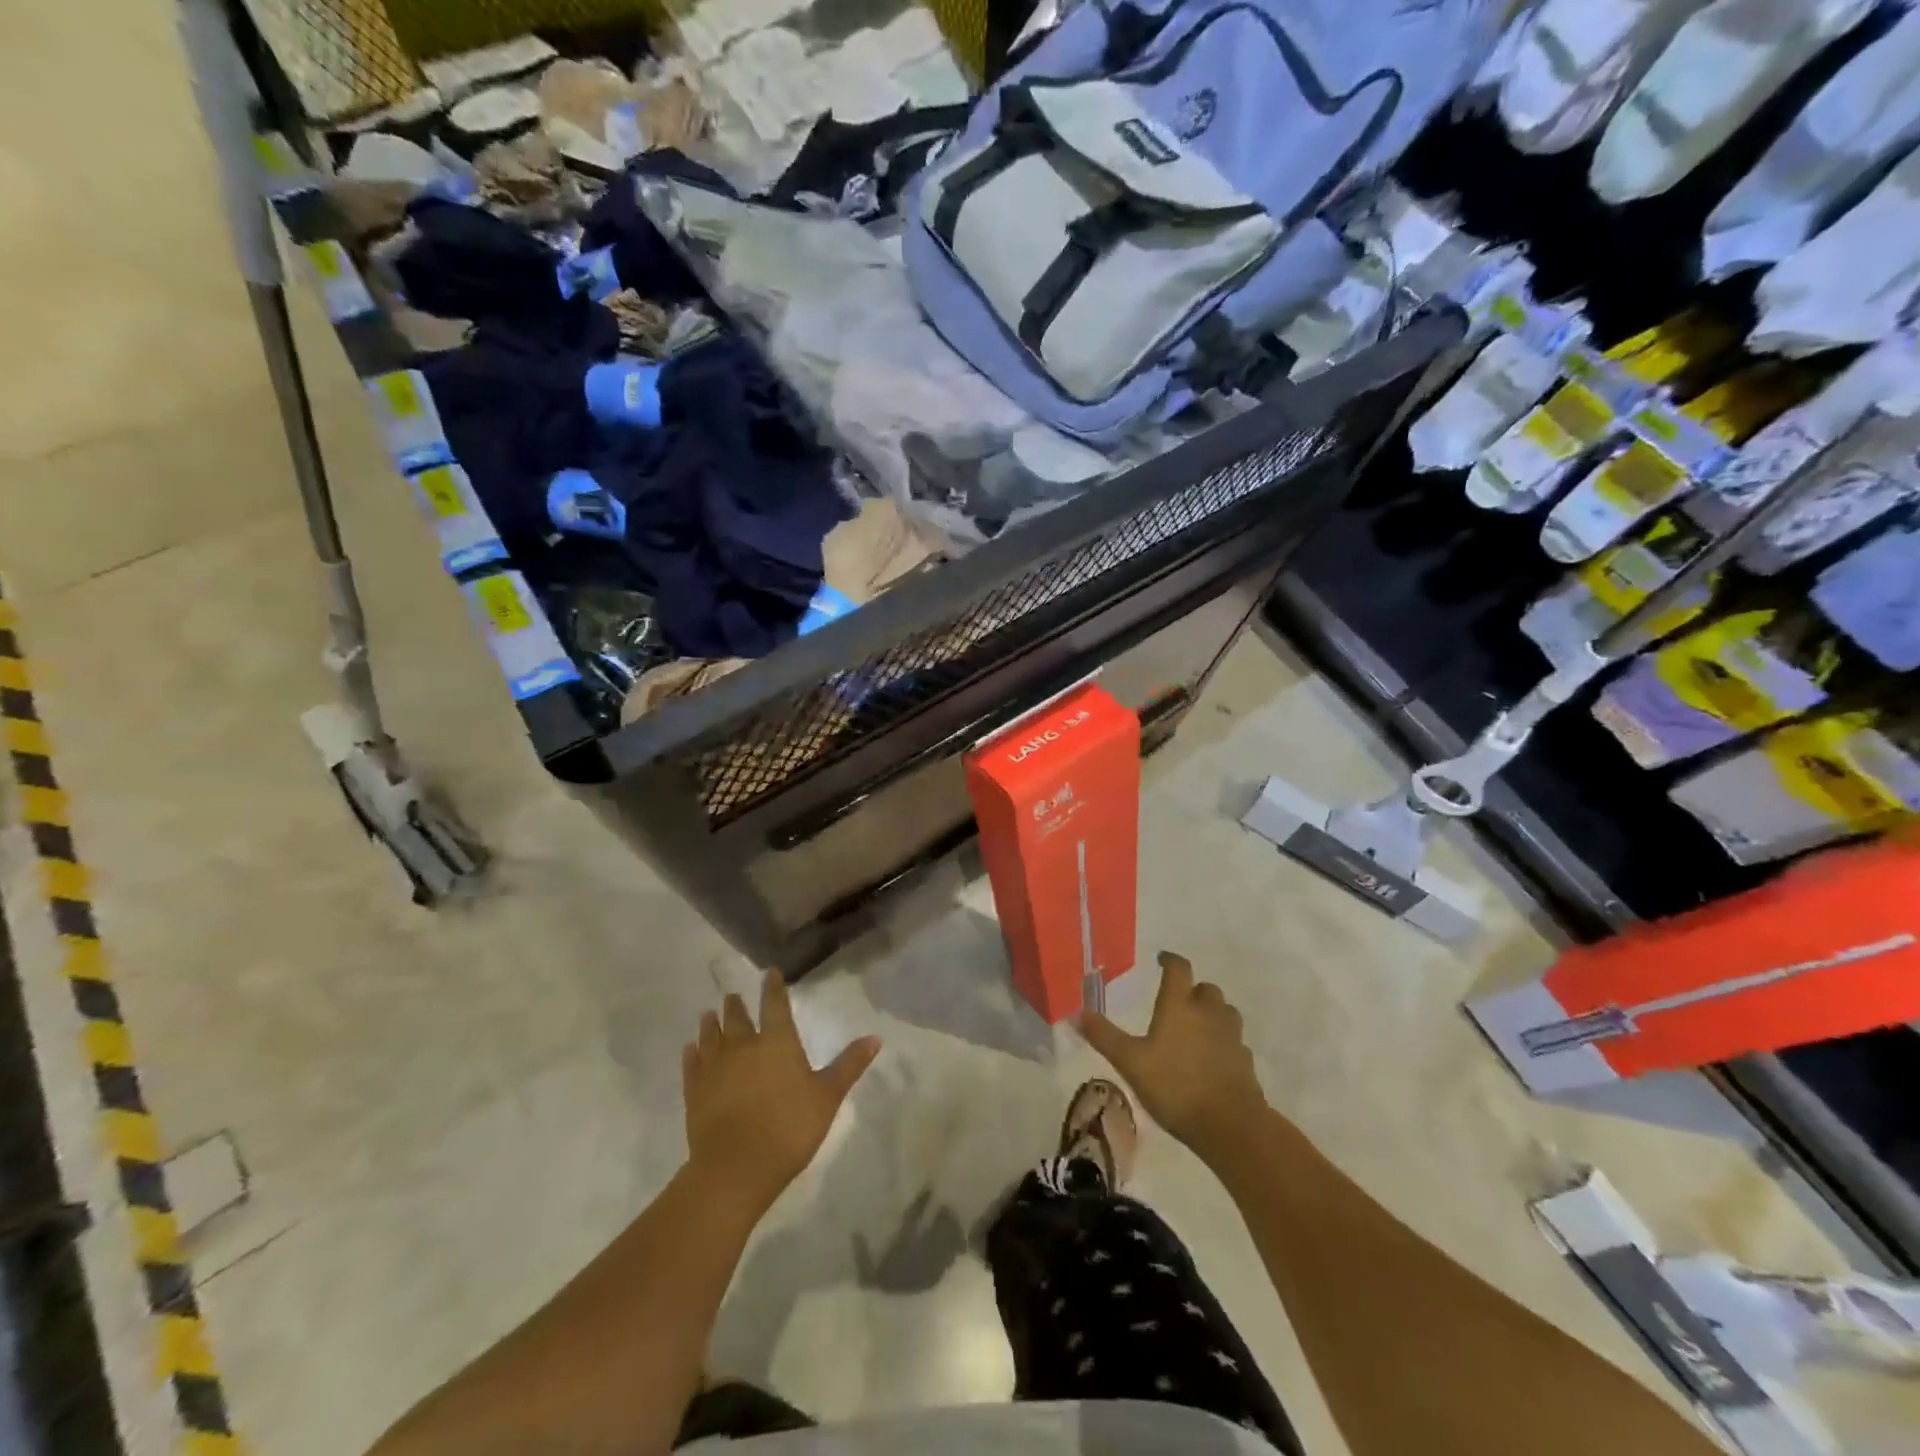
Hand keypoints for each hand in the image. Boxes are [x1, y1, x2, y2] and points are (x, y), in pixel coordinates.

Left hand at [683, 970, 880, 1209]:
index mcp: (777, 1042)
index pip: (775, 1005)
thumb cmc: (788, 1128)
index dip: (773, 988)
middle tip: (732, 995)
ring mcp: (715, 1068)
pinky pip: (692, 1064)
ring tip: (708, 1013)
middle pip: (738, 1018)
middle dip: (736, 1005)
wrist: (735, 1168)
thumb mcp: (827, 1097)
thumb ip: (849, 1065)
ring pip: (711, 1036)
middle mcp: (743, 1046)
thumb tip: (876, 1037)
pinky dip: (692, 1053)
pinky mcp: (695, 1092)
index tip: (770, 973)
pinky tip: (690, 1049)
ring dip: (711, 1024)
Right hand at [1081, 951, 1266, 1162]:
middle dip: (1193, 990)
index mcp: (1180, 1005)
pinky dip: (1223, 1042)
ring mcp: (1231, 1037)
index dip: (1170, 960)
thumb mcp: (1130, 1062)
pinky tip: (1212, 1058)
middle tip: (1178, 1001)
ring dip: (1212, 1013)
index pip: (1178, 969)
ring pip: (1225, 1012)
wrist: (1230, 1125)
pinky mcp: (1245, 1061)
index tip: (1161, 959)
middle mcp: (1208, 1013)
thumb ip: (1104, 1036)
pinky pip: (1234, 1041)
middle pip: (1206, 989)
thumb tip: (1076, 1013)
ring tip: (1197, 1027)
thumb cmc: (1175, 1086)